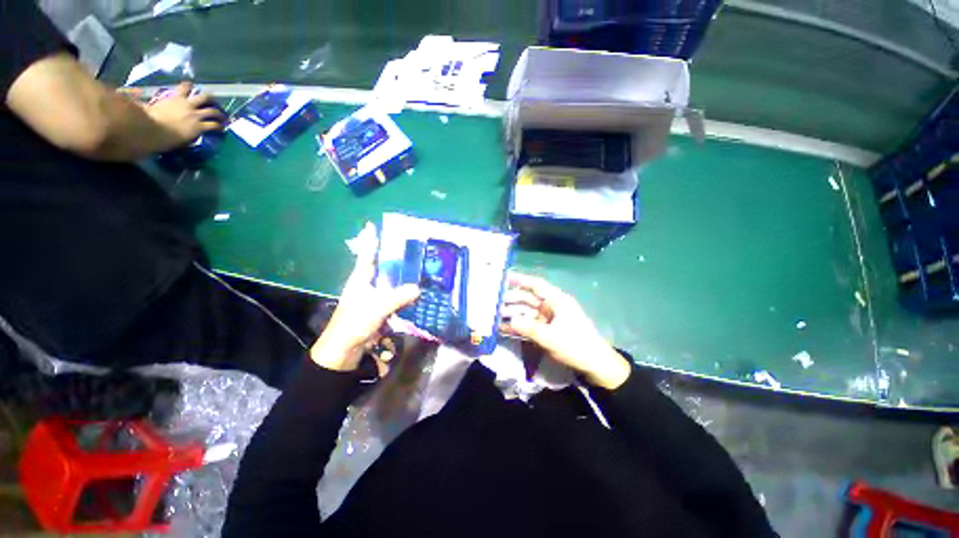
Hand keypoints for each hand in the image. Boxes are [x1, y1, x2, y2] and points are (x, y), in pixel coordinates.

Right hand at [144, 82, 223, 149]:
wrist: (155, 130)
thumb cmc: (148, 119)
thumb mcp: (148, 106)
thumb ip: (146, 102)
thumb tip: (133, 99)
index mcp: (174, 98)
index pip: (184, 87)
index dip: (189, 86)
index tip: (192, 86)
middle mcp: (187, 104)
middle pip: (203, 96)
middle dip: (210, 97)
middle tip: (213, 100)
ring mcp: (195, 115)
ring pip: (212, 110)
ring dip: (219, 113)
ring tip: (223, 116)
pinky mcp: (199, 126)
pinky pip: (213, 125)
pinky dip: (219, 126)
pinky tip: (222, 128)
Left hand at [310, 224, 420, 371]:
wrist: (345, 348)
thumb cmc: (355, 321)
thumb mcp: (377, 307)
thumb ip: (397, 297)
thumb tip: (418, 288)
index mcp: (361, 278)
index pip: (367, 254)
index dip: (369, 240)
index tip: (371, 225)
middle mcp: (367, 284)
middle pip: (381, 266)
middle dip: (393, 257)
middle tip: (410, 248)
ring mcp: (374, 297)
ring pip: (390, 282)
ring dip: (401, 276)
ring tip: (418, 267)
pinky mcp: (380, 308)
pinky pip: (394, 296)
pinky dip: (404, 293)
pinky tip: (416, 291)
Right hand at [499, 273, 631, 389]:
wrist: (595, 365)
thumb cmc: (576, 346)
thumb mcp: (552, 338)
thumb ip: (530, 328)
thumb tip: (509, 320)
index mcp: (557, 301)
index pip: (536, 285)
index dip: (520, 280)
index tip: (503, 277)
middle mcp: (551, 306)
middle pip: (528, 298)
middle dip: (511, 299)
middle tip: (493, 301)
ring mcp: (548, 318)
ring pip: (526, 311)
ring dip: (512, 313)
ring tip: (494, 315)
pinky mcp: (545, 329)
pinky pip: (528, 324)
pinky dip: (517, 326)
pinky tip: (503, 328)